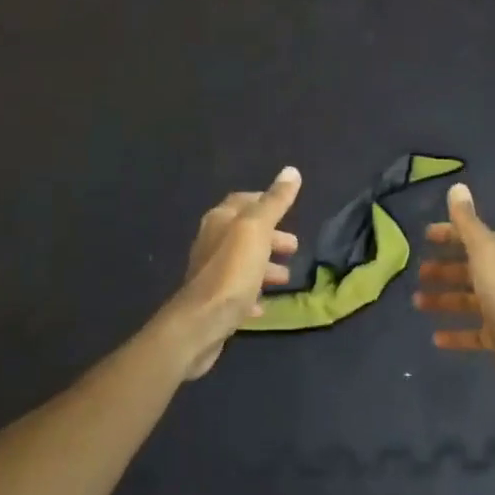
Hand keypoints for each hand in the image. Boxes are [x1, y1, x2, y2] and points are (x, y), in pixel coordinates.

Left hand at [158, 168, 302, 380]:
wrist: (201, 324)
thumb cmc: (231, 271)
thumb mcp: (257, 230)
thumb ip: (274, 202)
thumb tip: (291, 170)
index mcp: (220, 220)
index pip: (243, 201)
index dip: (265, 201)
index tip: (288, 209)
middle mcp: (211, 242)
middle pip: (245, 233)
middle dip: (271, 237)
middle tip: (294, 247)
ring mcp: (211, 273)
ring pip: (242, 262)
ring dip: (265, 266)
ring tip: (286, 277)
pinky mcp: (213, 302)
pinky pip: (237, 292)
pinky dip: (253, 293)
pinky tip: (265, 305)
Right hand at [414, 183, 494, 398]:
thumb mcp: (483, 250)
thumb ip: (467, 221)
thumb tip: (457, 186)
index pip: (470, 236)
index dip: (448, 235)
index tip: (424, 237)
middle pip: (468, 268)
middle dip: (443, 269)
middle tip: (418, 274)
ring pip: (467, 299)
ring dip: (443, 300)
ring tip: (417, 303)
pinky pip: (472, 332)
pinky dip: (454, 333)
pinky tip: (435, 337)